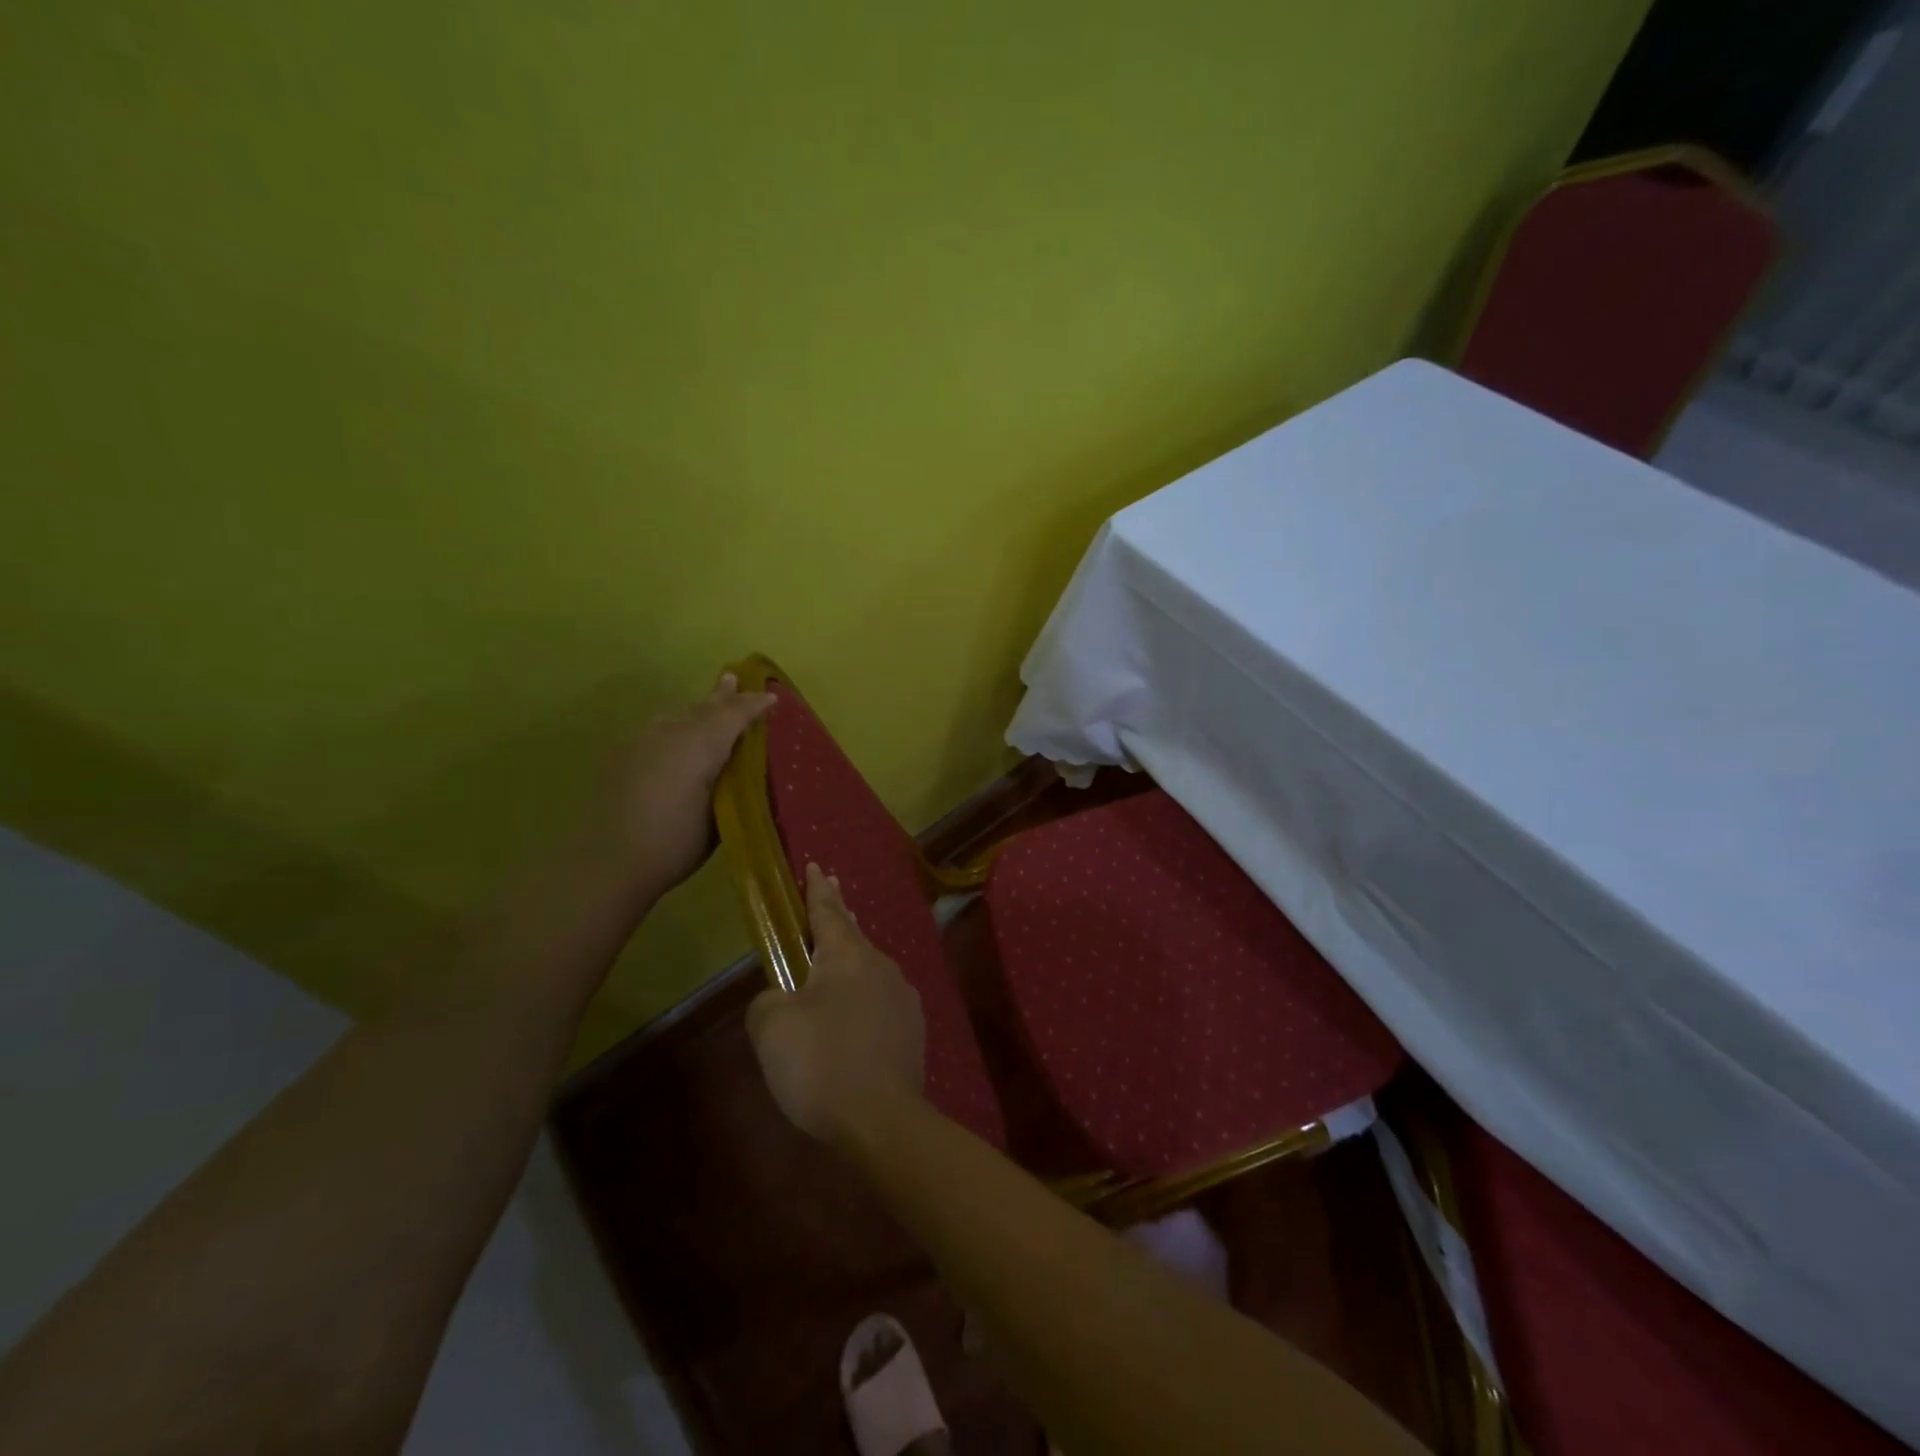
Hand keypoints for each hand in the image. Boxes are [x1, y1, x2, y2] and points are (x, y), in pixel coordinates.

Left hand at [597, 672, 773, 902]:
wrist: (605, 862)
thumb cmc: (674, 843)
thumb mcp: (719, 816)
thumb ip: (731, 784)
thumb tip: (740, 767)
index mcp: (700, 745)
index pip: (733, 715)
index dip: (753, 705)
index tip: (772, 698)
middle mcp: (670, 734)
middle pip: (702, 708)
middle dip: (722, 696)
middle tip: (734, 679)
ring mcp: (641, 743)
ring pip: (676, 716)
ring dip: (696, 709)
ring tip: (707, 703)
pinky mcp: (621, 758)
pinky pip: (657, 729)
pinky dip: (674, 726)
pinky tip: (674, 736)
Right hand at [747, 863, 925, 1144]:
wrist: (881, 1120)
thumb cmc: (820, 1063)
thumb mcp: (770, 1027)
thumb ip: (768, 1000)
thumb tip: (782, 999)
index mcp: (847, 955)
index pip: (827, 910)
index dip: (816, 888)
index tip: (815, 865)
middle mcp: (881, 965)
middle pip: (852, 934)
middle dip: (837, 914)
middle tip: (829, 892)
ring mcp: (903, 997)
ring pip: (867, 969)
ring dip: (848, 963)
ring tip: (830, 968)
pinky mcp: (912, 1028)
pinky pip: (878, 1001)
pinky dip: (860, 999)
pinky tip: (850, 1020)